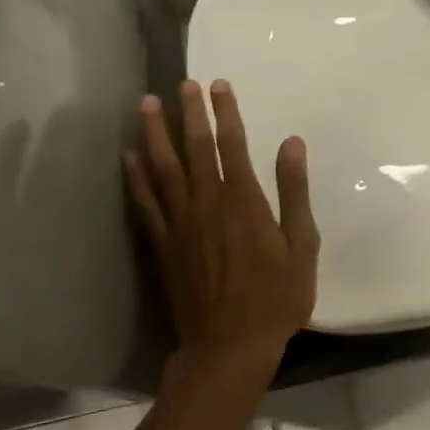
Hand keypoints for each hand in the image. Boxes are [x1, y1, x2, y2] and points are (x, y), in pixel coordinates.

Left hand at [125, 79, 319, 389]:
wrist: (229, 346)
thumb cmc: (277, 297)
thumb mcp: (302, 245)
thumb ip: (294, 192)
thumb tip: (292, 143)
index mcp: (244, 202)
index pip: (233, 145)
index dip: (226, 113)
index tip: (218, 85)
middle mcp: (207, 204)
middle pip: (195, 149)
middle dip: (189, 113)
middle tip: (182, 82)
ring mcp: (180, 224)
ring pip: (163, 169)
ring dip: (154, 134)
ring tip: (144, 104)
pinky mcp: (163, 245)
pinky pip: (145, 203)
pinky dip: (134, 178)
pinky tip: (127, 157)